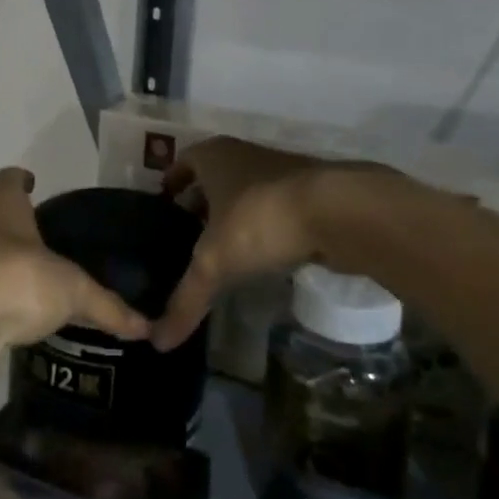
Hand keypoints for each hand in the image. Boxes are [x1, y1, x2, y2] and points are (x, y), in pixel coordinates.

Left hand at [0, 168, 149, 360]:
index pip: (10, 179)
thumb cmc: (15, 280)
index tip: (35, 186)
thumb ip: (107, 306)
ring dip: (0, 263)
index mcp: (0, 204)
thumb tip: (147, 327)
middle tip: (44, 238)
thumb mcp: (72, 290)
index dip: (23, 181)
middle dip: (14, 225)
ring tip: (32, 278)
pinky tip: (14, 314)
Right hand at [152, 137, 383, 351]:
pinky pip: (275, 207)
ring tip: (222, 248)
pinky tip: (262, 253)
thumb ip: (186, 300)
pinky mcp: (311, 193)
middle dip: (201, 201)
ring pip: (247, 190)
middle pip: (214, 176)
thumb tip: (158, 343)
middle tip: (186, 234)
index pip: (183, 162)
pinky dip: (265, 225)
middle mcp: (244, 155)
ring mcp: (281, 171)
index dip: (172, 183)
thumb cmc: (261, 219)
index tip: (164, 207)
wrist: (340, 211)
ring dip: (235, 213)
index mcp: (214, 157)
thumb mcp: (215, 263)